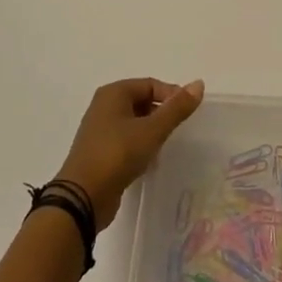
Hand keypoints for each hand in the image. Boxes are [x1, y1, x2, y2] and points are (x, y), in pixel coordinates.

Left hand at [56, 78, 205, 229]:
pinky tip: (149, 160)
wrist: (82, 198)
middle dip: (162, 114)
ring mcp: (100, 130)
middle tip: (178, 130)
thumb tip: (198, 84)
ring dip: (152, 131)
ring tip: (165, 146)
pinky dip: (140, 145)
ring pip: (135, 122)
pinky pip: (126, 140)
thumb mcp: (152, 130)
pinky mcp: (100, 152)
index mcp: (113, 93)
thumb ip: (177, 108)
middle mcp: (104, 107)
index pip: (151, 84)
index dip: (172, 95)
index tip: (187, 114)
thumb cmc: (117, 155)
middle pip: (142, 101)